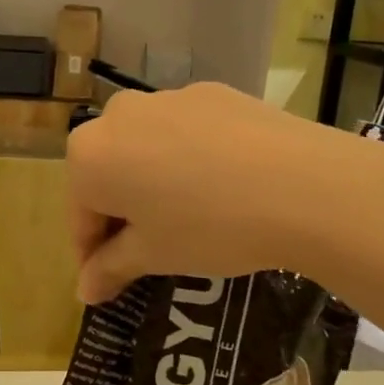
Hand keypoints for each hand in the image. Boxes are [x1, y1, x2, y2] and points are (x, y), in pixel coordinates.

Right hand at [66, 81, 370, 302]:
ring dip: (153, 182)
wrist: (303, 184)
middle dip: (121, 212)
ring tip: (189, 217)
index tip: (108, 280)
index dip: (92, 253)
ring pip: (145, 149)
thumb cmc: (209, 226)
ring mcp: (167, 98)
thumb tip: (84, 291)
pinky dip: (188, 159)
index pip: (80, 215)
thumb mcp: (154, 255)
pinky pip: (183, 133)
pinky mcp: (211, 92)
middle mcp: (118, 116)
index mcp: (89, 156)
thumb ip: (110, 268)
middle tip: (149, 249)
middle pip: (108, 173)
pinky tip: (222, 185)